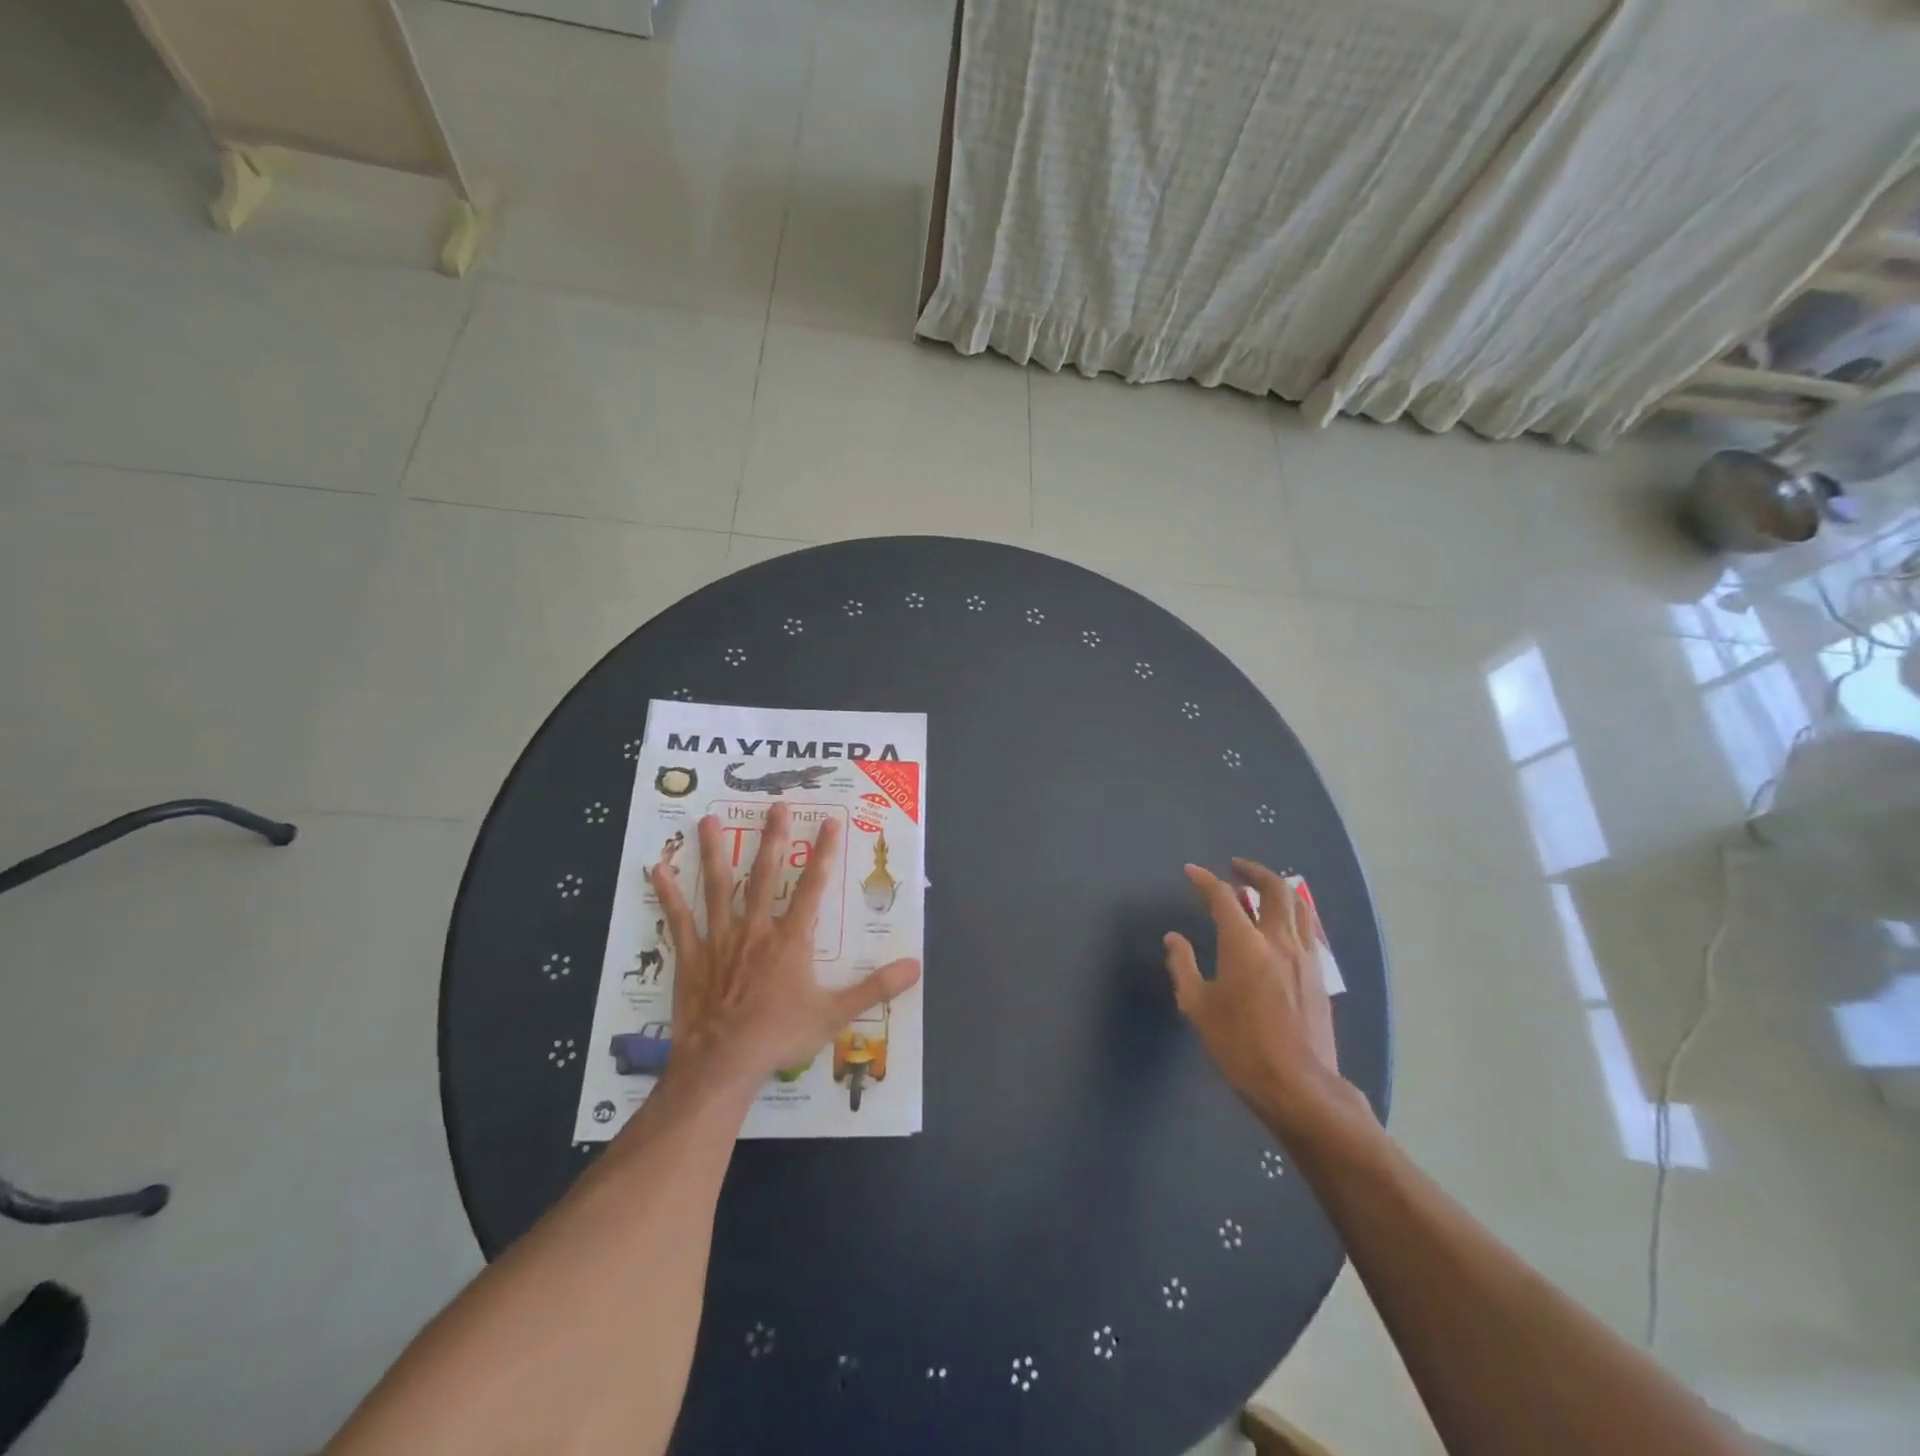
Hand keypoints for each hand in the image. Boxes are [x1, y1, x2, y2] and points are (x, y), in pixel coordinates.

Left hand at [652, 803, 919, 1090]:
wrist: (724, 1063)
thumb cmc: (780, 1036)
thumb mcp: (835, 1014)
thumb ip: (875, 988)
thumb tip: (914, 966)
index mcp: (792, 940)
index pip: (813, 888)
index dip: (824, 854)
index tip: (830, 822)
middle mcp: (757, 929)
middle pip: (766, 875)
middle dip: (773, 839)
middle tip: (775, 806)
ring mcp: (721, 939)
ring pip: (718, 887)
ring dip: (714, 852)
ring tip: (708, 820)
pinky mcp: (693, 956)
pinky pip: (679, 920)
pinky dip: (668, 895)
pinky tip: (657, 869)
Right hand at [1164, 859, 1365, 1139]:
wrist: (1299, 1086)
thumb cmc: (1240, 1046)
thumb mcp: (1198, 1007)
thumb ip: (1183, 966)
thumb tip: (1174, 939)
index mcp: (1244, 945)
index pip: (1222, 897)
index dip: (1205, 880)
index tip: (1191, 872)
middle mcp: (1278, 940)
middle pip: (1274, 889)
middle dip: (1253, 872)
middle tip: (1235, 868)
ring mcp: (1305, 956)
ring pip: (1298, 905)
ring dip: (1278, 889)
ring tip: (1261, 889)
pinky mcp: (1319, 974)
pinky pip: (1308, 928)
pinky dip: (1293, 913)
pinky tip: (1281, 925)